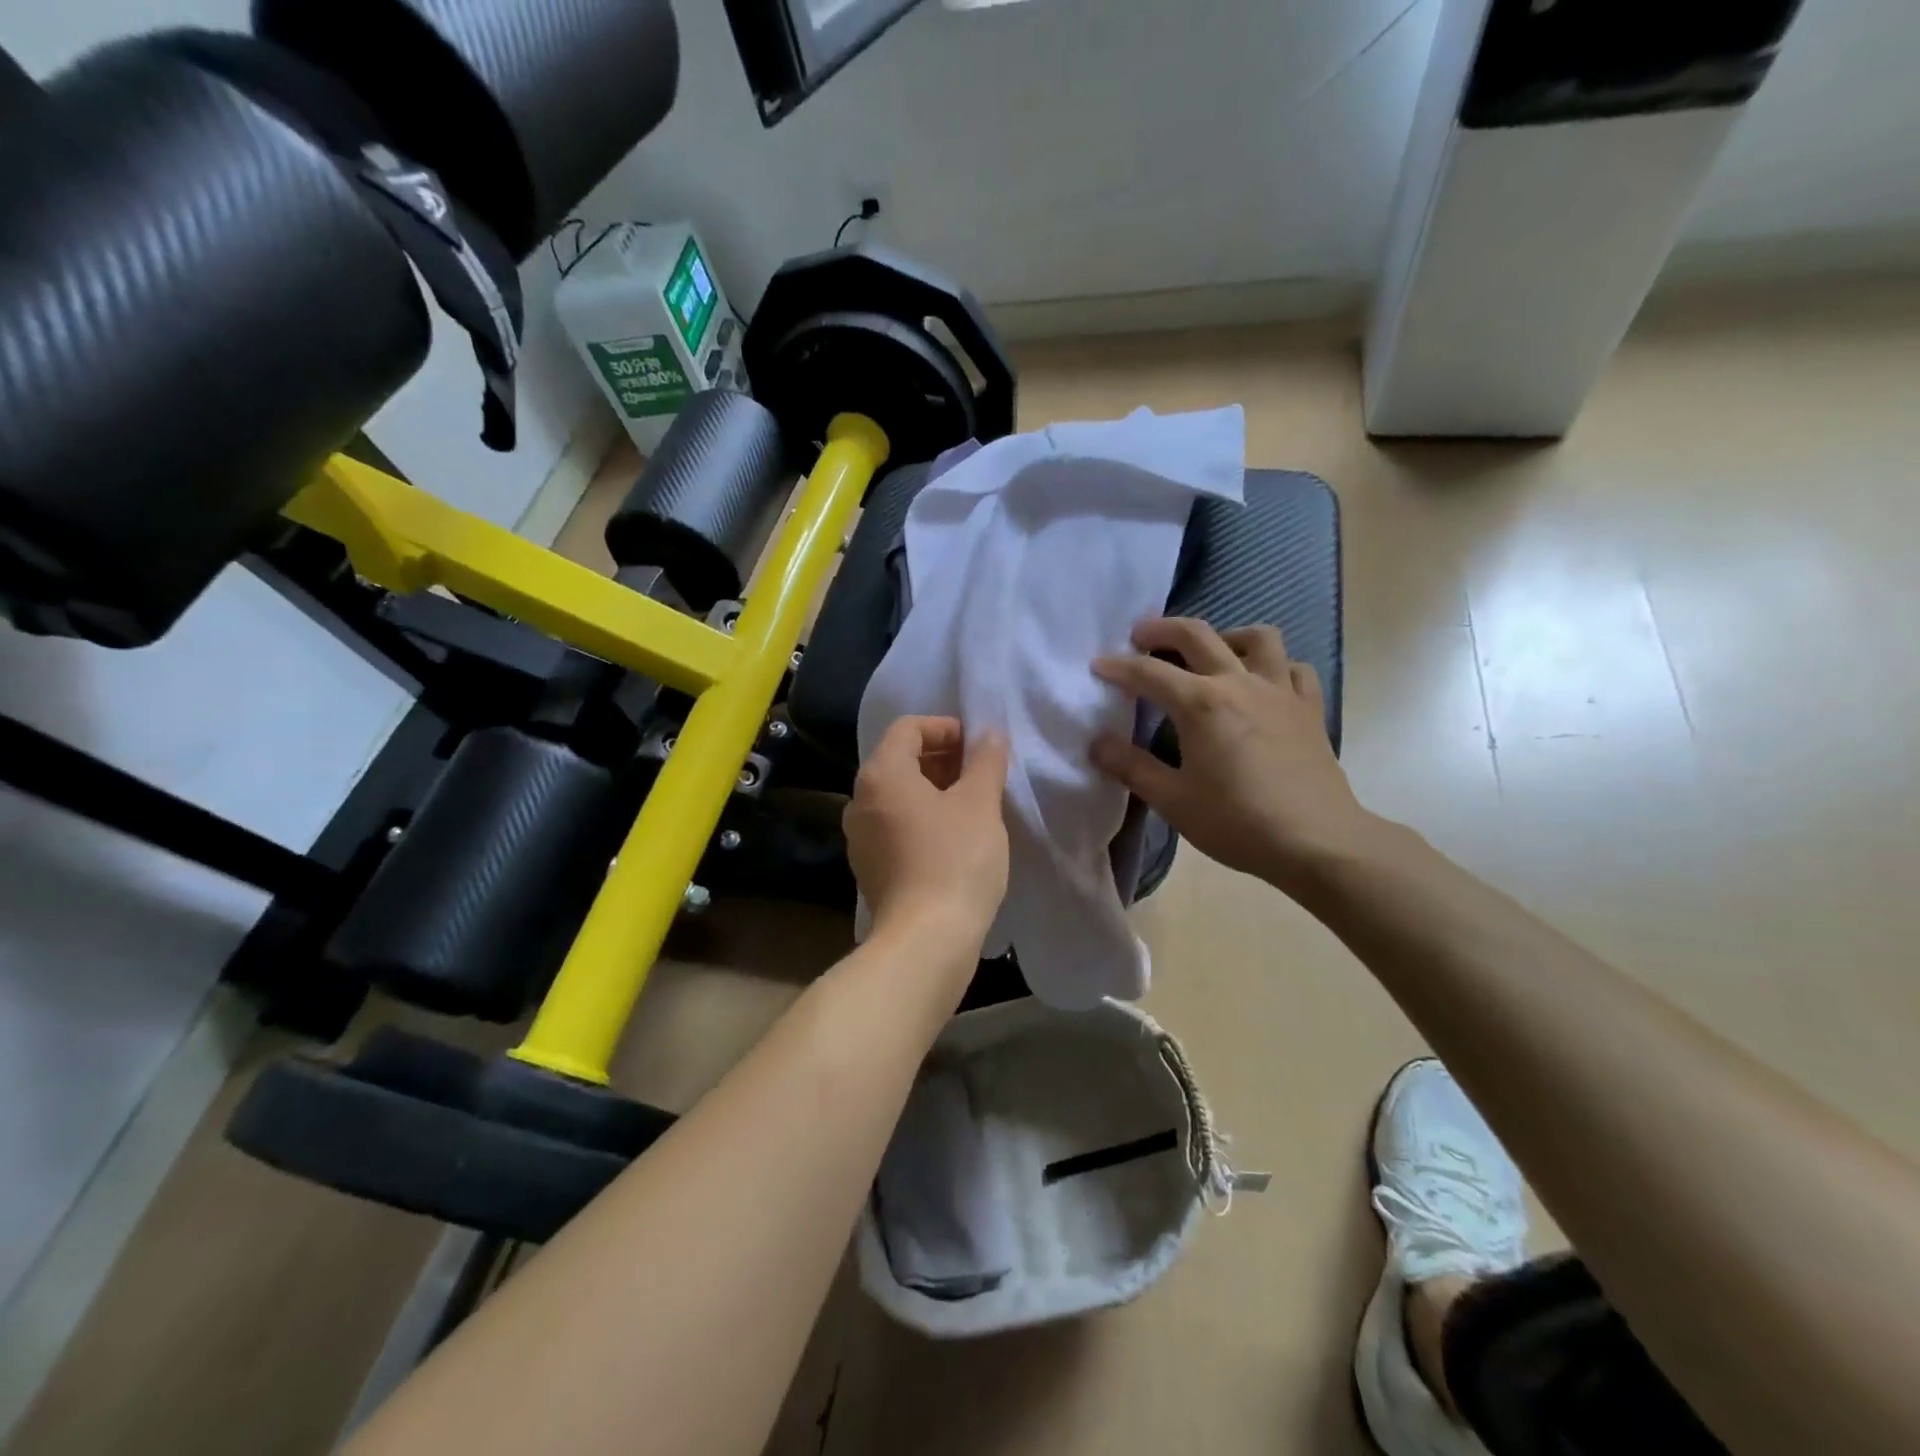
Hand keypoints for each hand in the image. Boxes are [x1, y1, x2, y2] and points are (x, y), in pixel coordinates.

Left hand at [844, 717, 1009, 946]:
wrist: (926, 940)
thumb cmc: (955, 860)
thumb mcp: (980, 804)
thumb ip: (986, 761)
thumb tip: (990, 734)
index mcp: (881, 774)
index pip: (907, 728)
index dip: (945, 727)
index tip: (978, 746)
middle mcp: (860, 800)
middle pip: (900, 759)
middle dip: (942, 758)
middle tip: (981, 772)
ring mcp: (860, 837)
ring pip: (898, 795)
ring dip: (935, 789)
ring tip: (973, 803)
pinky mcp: (870, 867)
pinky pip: (896, 825)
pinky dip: (923, 818)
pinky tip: (954, 837)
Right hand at [1091, 618, 1376, 892]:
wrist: (1316, 842)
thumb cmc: (1237, 822)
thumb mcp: (1172, 800)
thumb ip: (1131, 767)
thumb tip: (1097, 743)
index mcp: (1201, 703)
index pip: (1149, 673)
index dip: (1118, 667)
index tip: (1097, 665)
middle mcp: (1239, 683)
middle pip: (1198, 636)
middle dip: (1162, 629)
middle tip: (1141, 635)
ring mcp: (1280, 691)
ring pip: (1256, 638)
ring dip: (1226, 636)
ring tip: (1210, 652)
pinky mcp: (1308, 708)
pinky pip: (1293, 668)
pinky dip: (1274, 666)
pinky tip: (1262, 683)